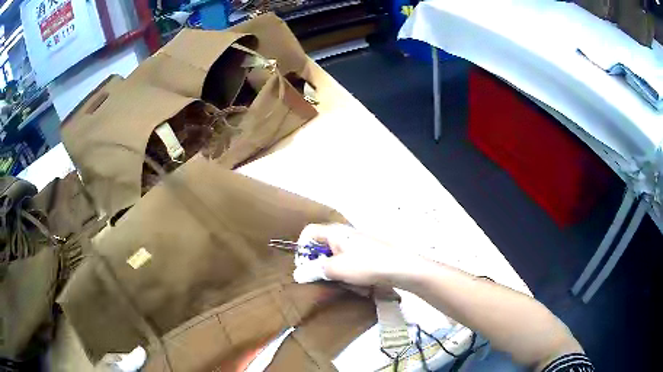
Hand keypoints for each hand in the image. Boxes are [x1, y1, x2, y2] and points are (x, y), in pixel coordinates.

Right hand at [297, 224, 423, 286]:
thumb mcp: (336, 269)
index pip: (309, 232)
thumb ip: (315, 270)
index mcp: (335, 232)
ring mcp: (358, 243)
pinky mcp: (368, 253)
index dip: (302, 248)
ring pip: (336, 256)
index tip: (305, 266)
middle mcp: (345, 234)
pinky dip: (349, 272)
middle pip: (322, 246)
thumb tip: (298, 274)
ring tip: (343, 282)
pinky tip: (357, 283)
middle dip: (320, 264)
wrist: (401, 267)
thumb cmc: (366, 265)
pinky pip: (350, 261)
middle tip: (323, 278)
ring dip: (335, 271)